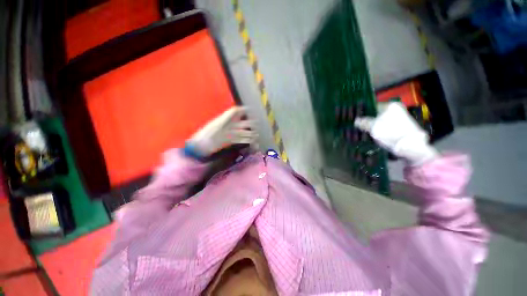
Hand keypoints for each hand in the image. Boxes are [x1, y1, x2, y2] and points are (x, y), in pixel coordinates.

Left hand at [187, 107, 257, 156]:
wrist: (201, 145)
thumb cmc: (207, 133)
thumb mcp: (218, 122)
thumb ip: (230, 115)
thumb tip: (242, 108)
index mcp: (226, 119)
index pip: (236, 112)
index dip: (243, 110)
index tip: (251, 109)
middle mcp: (229, 125)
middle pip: (242, 123)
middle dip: (250, 124)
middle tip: (257, 126)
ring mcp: (230, 133)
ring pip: (243, 132)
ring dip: (250, 134)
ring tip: (257, 135)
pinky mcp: (230, 140)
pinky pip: (240, 139)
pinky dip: (246, 141)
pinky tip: (251, 142)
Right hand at [354, 102, 437, 164]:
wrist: (410, 146)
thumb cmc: (390, 133)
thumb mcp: (373, 127)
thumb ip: (363, 122)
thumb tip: (356, 120)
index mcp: (390, 106)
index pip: (372, 106)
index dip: (363, 113)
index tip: (356, 119)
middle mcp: (396, 109)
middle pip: (377, 114)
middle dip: (369, 120)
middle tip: (360, 126)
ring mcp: (400, 118)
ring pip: (381, 121)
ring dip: (374, 126)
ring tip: (366, 132)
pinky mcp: (402, 127)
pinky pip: (387, 127)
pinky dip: (381, 130)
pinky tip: (375, 136)